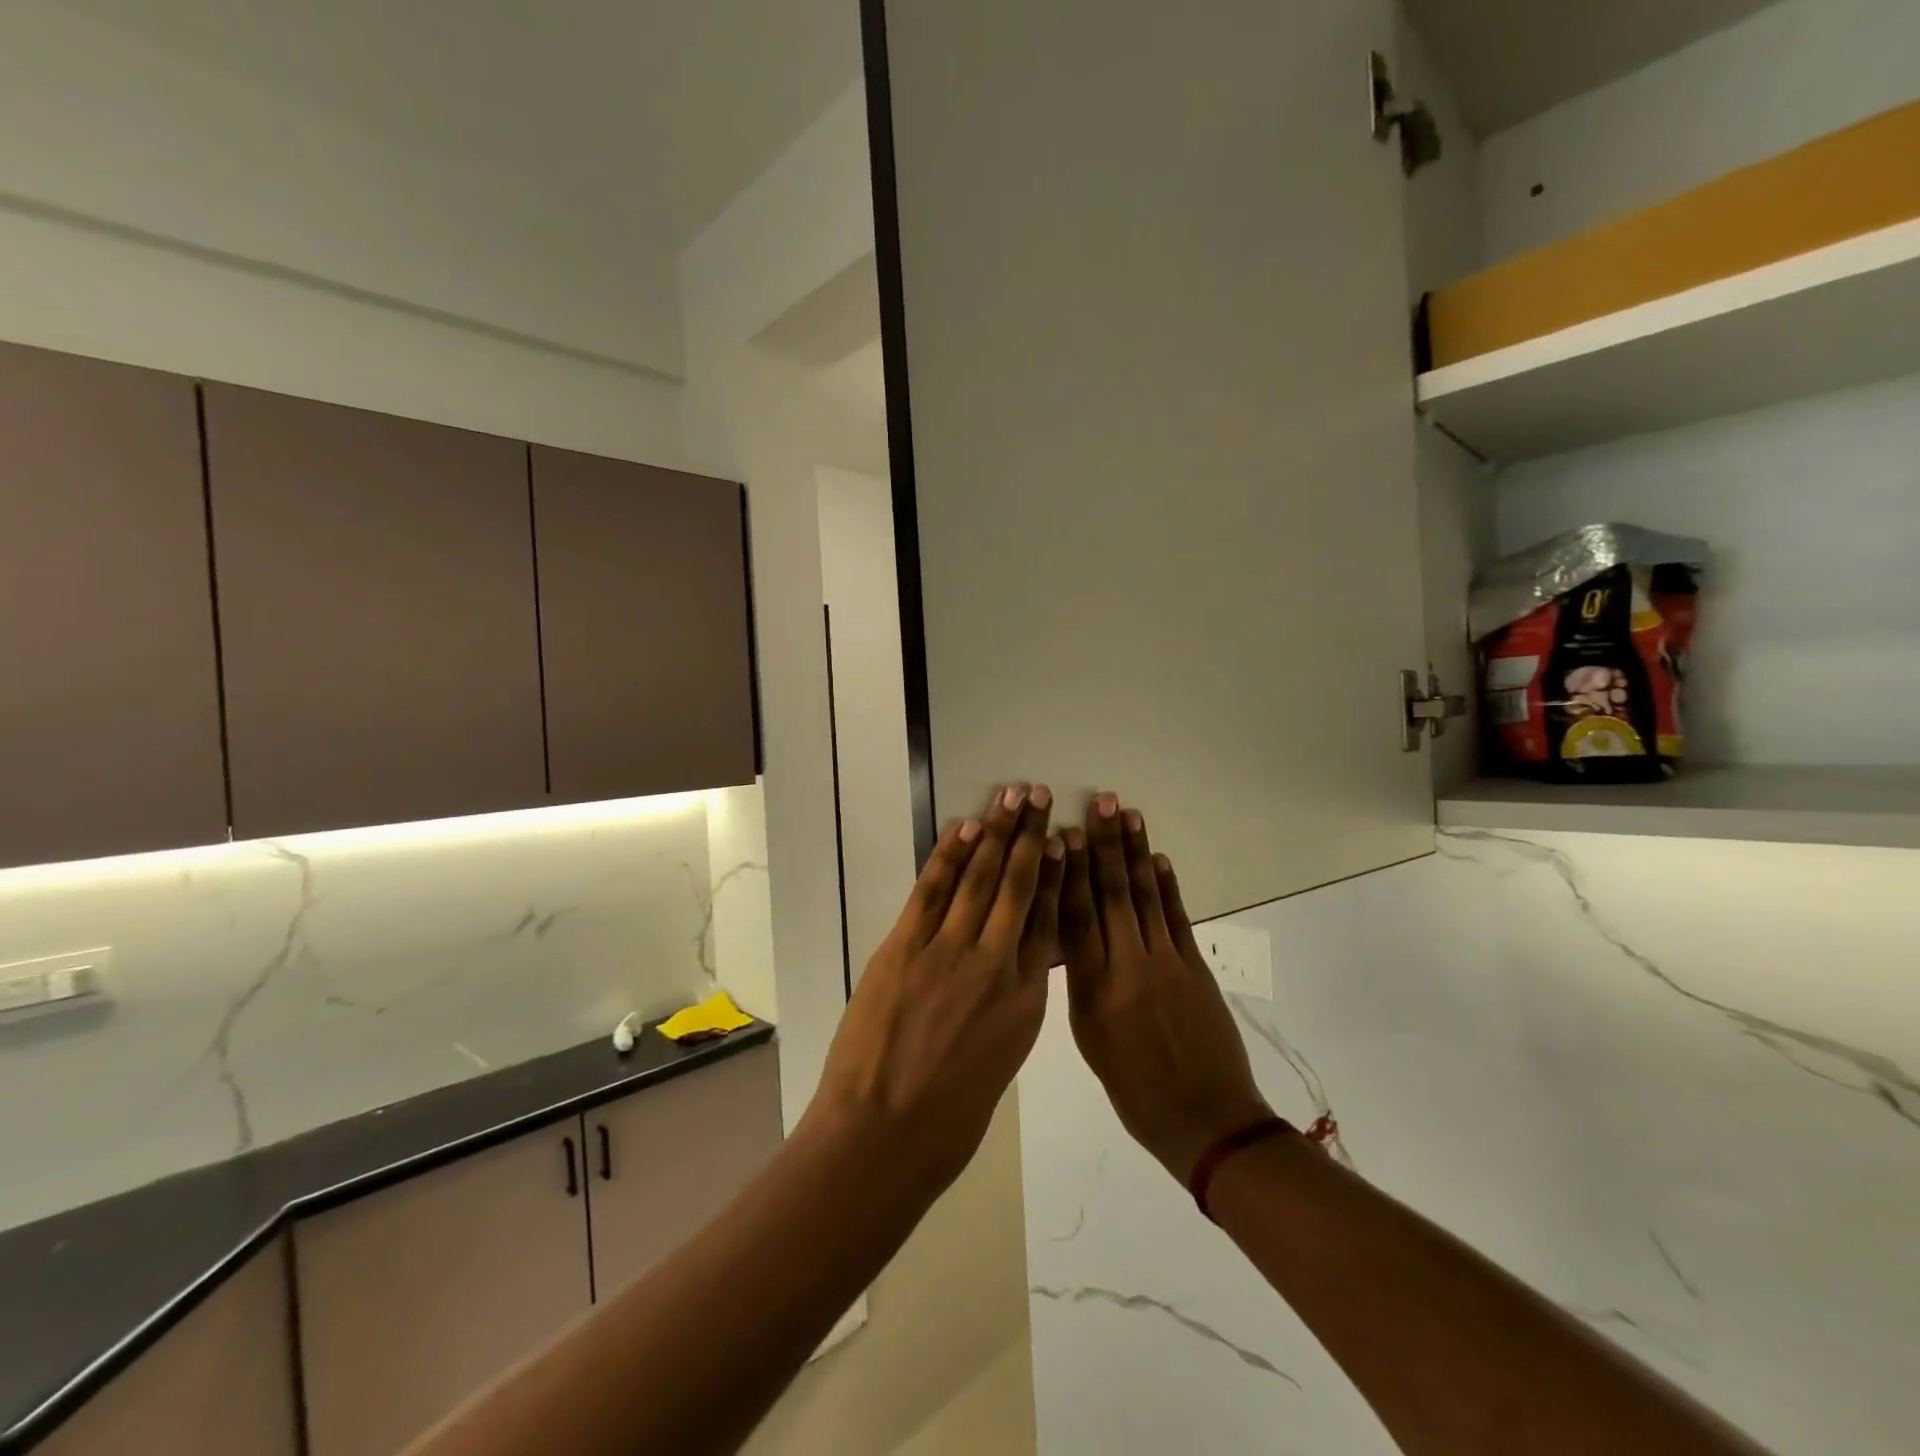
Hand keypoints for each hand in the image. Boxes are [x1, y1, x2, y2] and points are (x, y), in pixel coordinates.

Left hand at [809, 783, 1063, 1194]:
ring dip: (997, 831)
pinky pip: (933, 890)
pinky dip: (949, 855)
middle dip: (1032, 837)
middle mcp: (995, 964)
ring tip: (1012, 796)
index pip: (1049, 922)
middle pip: (1020, 887)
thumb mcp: (999, 1061)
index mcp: (1025, 1000)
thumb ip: (1008, 1007)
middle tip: (1042, 796)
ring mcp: (948, 952)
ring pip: (981, 878)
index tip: (1066, 841)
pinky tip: (965, 828)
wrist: (884, 1138)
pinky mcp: (905, 947)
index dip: (1058, 876)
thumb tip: (1009, 968)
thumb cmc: (948, 1120)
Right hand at [1060, 793, 1270, 1182]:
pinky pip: (1177, 917)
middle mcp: (1128, 967)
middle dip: (1104, 845)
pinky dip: (1168, 886)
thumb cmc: (1135, 1091)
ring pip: (1146, 897)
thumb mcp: (1091, 1041)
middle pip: (1112, 895)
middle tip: (1099, 803)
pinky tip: (1159, 858)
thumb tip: (1075, 937)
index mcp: (1094, 991)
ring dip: (1136, 853)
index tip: (1062, 835)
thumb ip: (1082, 984)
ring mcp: (1167, 963)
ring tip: (1127, 814)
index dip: (1069, 872)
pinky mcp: (1196, 967)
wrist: (1206, 1119)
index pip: (1076, 918)